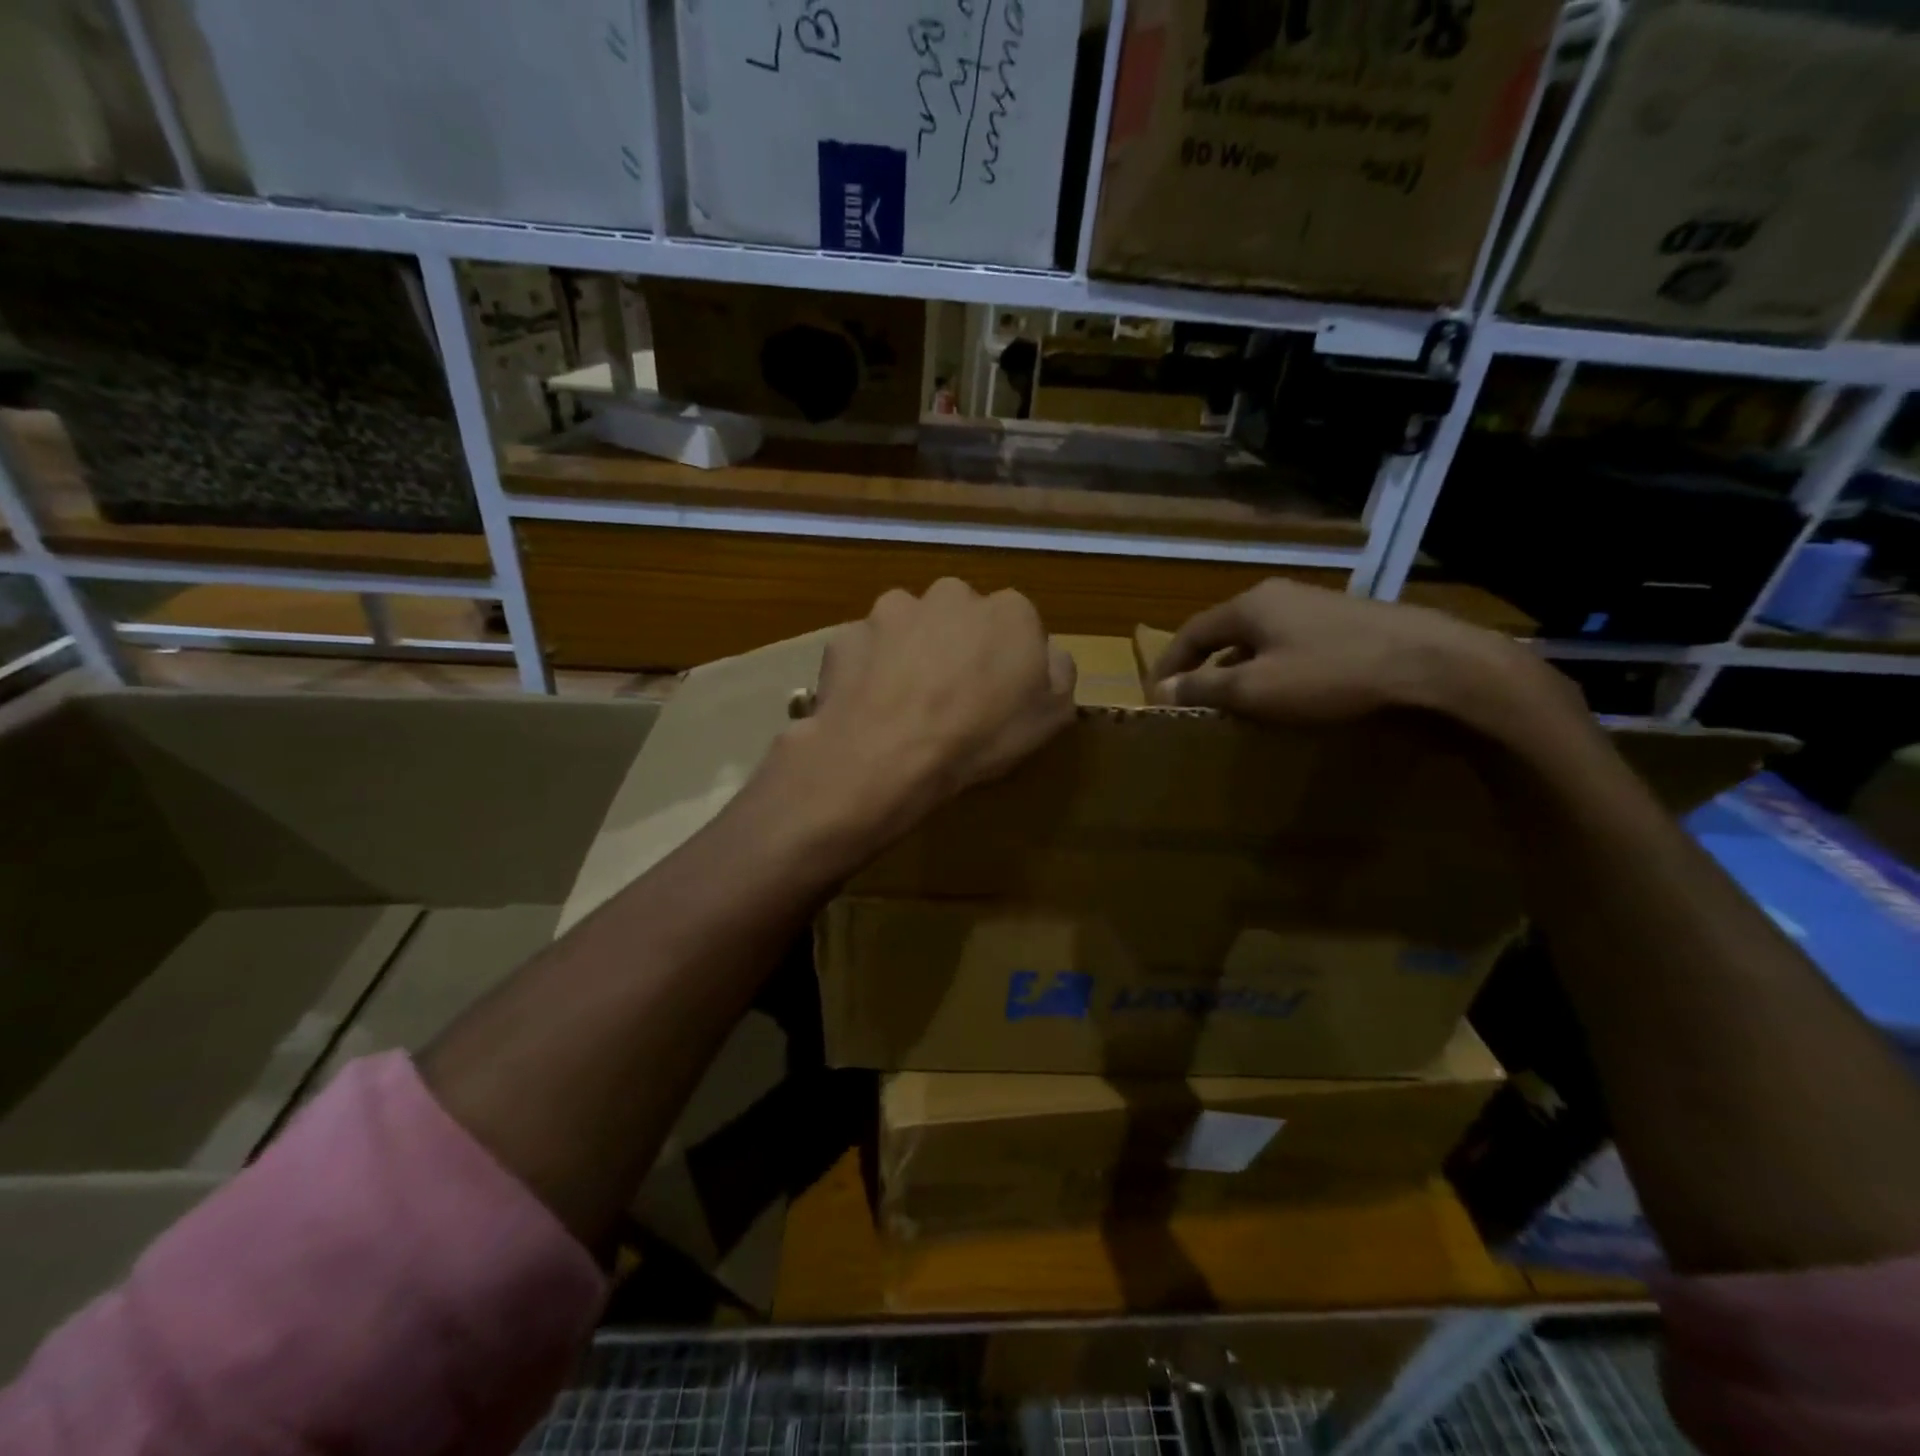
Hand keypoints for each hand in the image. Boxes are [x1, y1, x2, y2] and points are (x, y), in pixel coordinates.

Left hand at [781, 578, 1076, 845]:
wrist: (888, 754)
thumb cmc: (980, 736)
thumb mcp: (1051, 716)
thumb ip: (1058, 673)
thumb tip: (1048, 654)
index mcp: (1008, 610)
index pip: (1017, 623)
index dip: (1008, 659)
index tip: (999, 693)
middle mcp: (950, 594)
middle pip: (960, 616)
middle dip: (957, 644)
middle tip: (950, 694)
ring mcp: (892, 610)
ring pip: (908, 625)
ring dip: (910, 651)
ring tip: (905, 701)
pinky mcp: (848, 633)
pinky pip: (866, 649)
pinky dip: (869, 669)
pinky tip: (870, 705)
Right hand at [1149, 578, 1547, 728]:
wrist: (1436, 668)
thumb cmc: (1332, 677)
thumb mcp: (1257, 688)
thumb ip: (1205, 687)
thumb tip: (1162, 689)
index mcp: (1251, 605)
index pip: (1191, 632)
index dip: (1168, 665)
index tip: (1155, 697)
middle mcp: (1281, 597)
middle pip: (1225, 633)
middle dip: (1203, 668)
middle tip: (1192, 703)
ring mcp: (1320, 608)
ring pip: (1262, 641)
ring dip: (1240, 671)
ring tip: (1236, 707)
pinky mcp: (1351, 626)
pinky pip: (1293, 648)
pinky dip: (1275, 672)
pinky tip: (1287, 699)